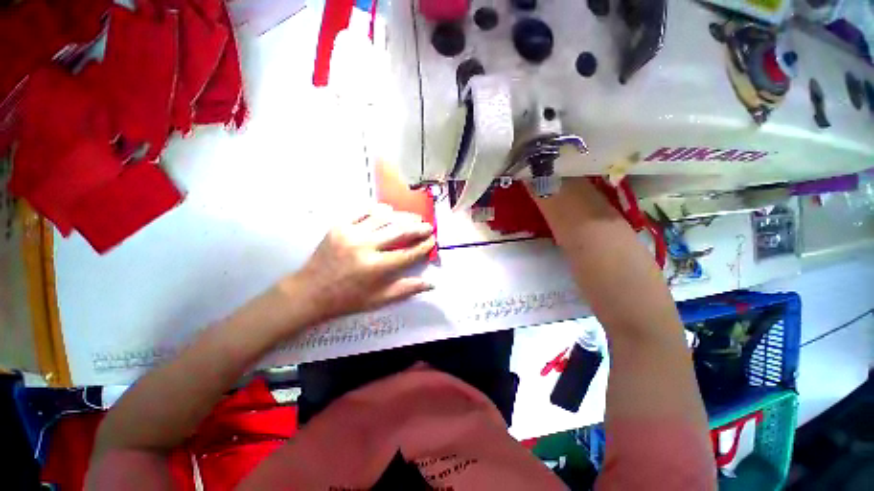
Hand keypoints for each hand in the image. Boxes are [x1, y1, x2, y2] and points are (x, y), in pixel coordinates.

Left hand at [289, 204, 435, 321]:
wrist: (309, 292)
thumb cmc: (346, 299)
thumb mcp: (378, 300)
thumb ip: (405, 290)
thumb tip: (431, 285)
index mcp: (376, 268)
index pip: (408, 253)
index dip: (423, 246)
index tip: (433, 240)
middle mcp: (365, 247)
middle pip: (399, 232)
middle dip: (418, 227)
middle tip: (427, 225)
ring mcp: (351, 234)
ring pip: (384, 218)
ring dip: (402, 216)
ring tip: (413, 217)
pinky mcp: (339, 226)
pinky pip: (363, 212)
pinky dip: (378, 209)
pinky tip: (388, 210)